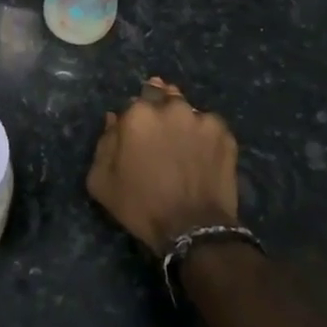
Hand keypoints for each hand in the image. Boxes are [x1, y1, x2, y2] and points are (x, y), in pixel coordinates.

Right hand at [87, 77, 239, 255]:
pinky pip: (210, 128)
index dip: (134, 117)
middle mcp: (171, 108)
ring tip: (183, 146)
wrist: (193, 229)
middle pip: (163, 96)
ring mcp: (202, 120)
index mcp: (138, 114)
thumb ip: (104, 143)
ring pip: (188, 111)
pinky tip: (202, 156)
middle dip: (160, 110)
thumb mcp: (101, 180)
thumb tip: (113, 119)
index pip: (134, 101)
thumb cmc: (140, 205)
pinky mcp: (225, 135)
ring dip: (183, 122)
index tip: (136, 133)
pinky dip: (204, 136)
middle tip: (160, 136)